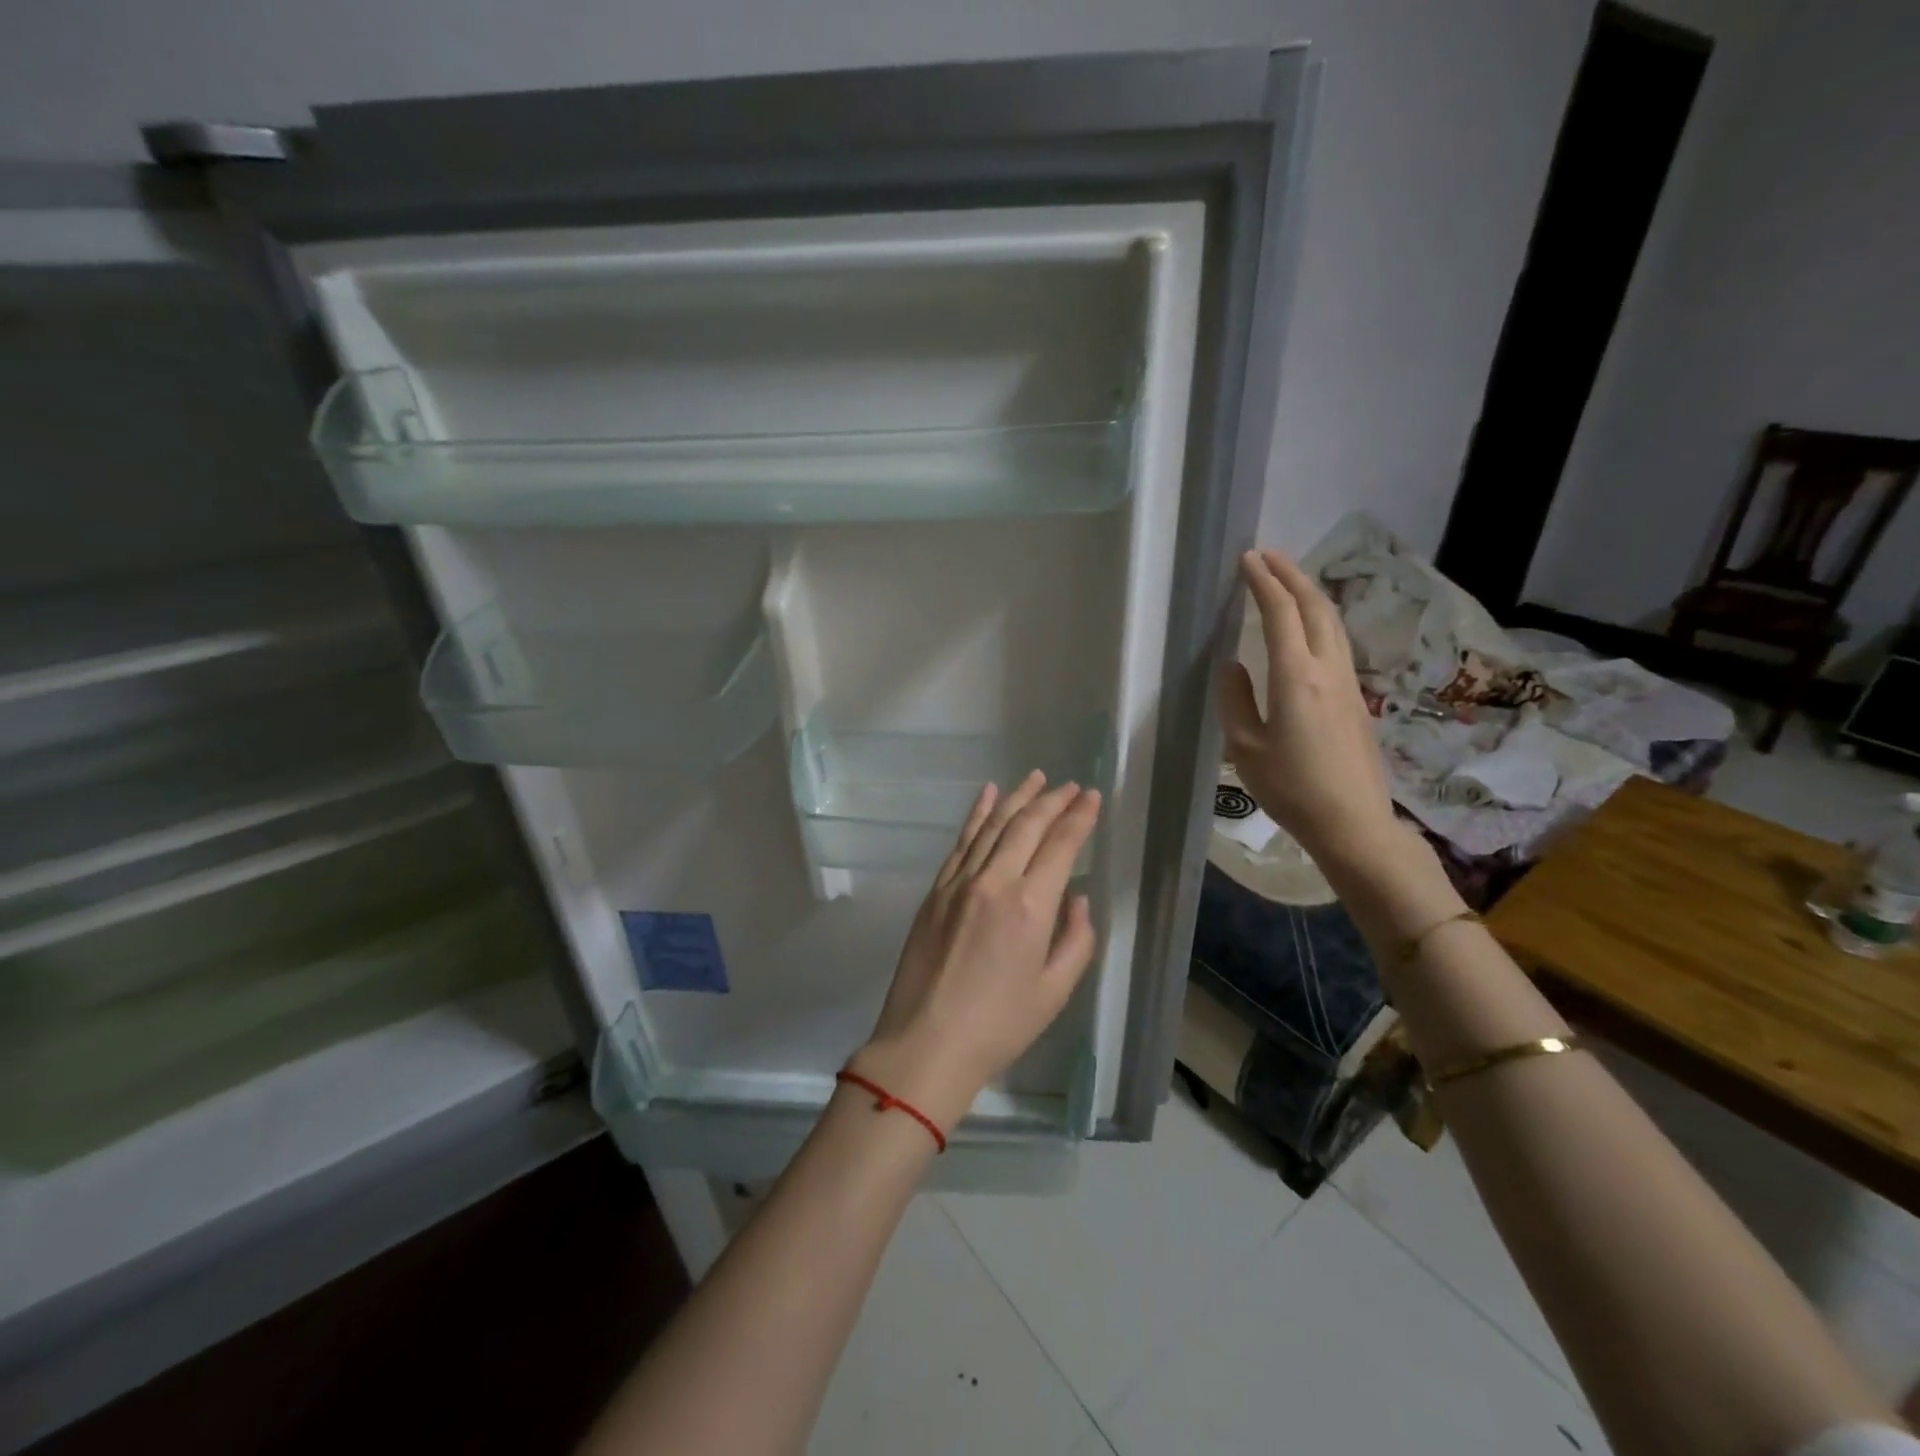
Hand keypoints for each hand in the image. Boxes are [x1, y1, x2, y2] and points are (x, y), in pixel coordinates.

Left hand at [850, 772, 1101, 1130]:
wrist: (926, 1043)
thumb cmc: (999, 1026)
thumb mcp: (1055, 991)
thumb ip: (1076, 939)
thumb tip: (1075, 897)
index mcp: (1030, 907)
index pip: (1060, 845)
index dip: (1078, 817)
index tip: (1091, 797)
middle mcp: (994, 882)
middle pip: (1026, 825)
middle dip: (1052, 800)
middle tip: (1070, 785)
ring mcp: (959, 882)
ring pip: (992, 825)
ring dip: (1016, 797)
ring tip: (1036, 777)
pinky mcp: (936, 890)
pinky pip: (961, 841)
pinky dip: (976, 814)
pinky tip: (987, 794)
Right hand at [1218, 549, 1399, 867]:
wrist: (1353, 822)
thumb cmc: (1291, 788)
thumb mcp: (1246, 748)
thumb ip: (1235, 700)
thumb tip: (1233, 665)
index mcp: (1295, 678)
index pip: (1281, 614)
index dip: (1264, 582)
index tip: (1248, 559)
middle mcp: (1327, 670)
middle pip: (1315, 607)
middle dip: (1292, 575)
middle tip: (1268, 556)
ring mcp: (1347, 683)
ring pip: (1332, 622)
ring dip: (1309, 594)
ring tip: (1287, 581)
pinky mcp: (1355, 699)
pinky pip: (1336, 643)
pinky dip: (1318, 619)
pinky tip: (1305, 627)